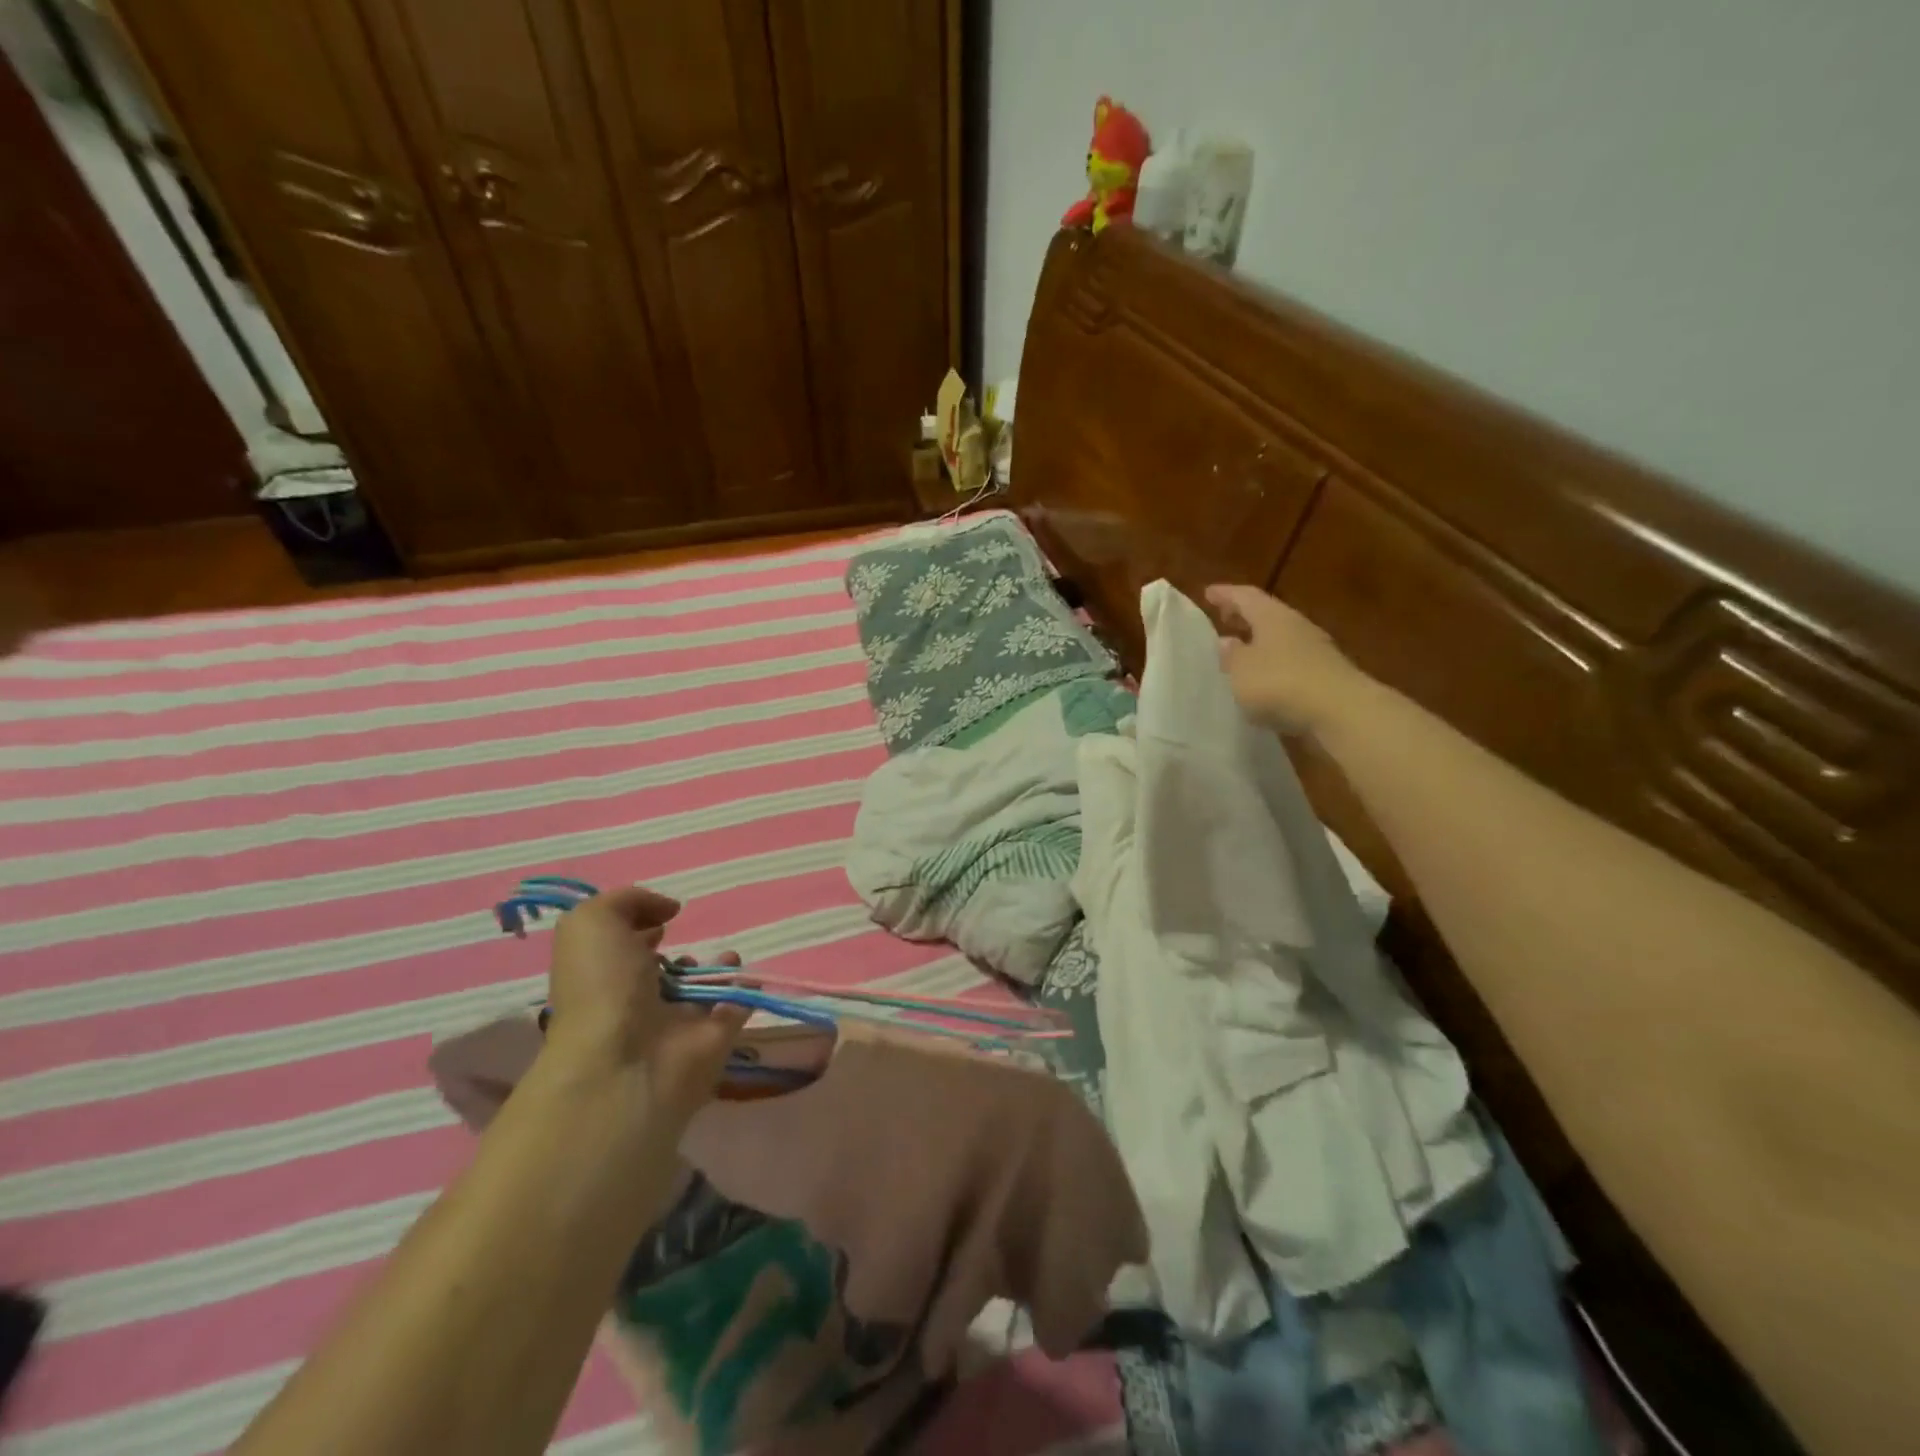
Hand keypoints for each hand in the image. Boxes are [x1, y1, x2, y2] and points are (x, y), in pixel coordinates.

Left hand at [545, 886, 747, 1123]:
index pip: (621, 947)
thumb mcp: (592, 923)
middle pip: (661, 971)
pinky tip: (747, 974)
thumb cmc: (601, 987)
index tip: (663, 914)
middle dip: (677, 950)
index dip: (640, 925)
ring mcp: (676, 1024)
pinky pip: (735, 1008)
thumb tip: (667, 910)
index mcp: (603, 975)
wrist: (625, 1063)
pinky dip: (745, 991)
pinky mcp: (713, 1040)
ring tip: (724, 955)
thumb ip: (626, 901)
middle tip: (688, 936)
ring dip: (717, 968)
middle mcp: (636, 1000)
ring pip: (701, 989)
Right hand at [1205, 584, 1366, 734]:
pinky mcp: (1325, 676)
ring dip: (1260, 644)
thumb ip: (1231, 656)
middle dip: (1244, 617)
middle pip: (1267, 615)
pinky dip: (1274, 667)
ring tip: (1241, 654)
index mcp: (1273, 617)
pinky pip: (1292, 664)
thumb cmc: (1280, 683)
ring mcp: (1316, 651)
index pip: (1246, 596)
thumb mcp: (1241, 670)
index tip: (1208, 593)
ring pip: (1281, 640)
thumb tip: (1226, 641)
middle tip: (1224, 619)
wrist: (1341, 712)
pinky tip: (1264, 681)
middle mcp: (1296, 627)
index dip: (1226, 594)